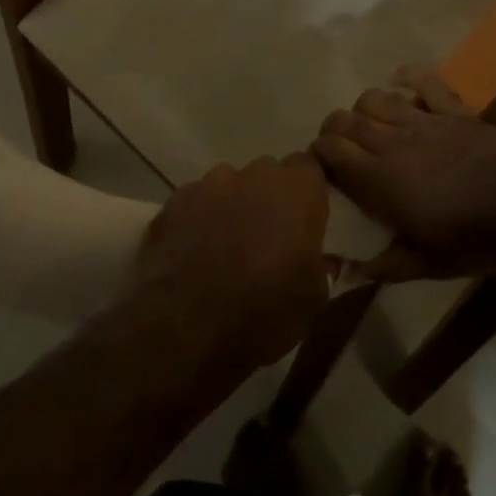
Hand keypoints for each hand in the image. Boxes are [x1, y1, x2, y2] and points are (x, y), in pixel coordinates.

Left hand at [134, 154, 330, 370]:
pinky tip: (193, 253)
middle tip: (267, 237)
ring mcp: (211, 183)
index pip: (310, 167)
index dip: (307, 192)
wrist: (185, 328)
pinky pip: (196, 202)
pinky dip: (199, 220)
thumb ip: (320, 265)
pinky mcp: (175, 200)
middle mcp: (255, 175)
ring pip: (229, 185)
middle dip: (269, 198)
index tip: (305, 219)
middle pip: (268, 174)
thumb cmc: (262, 313)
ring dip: (232, 207)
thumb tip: (318, 256)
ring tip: (225, 247)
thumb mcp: (313, 300)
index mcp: (297, 191)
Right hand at [313, 67, 495, 280]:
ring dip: (363, 108)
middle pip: (346, 120)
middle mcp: (392, 142)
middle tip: (337, 146)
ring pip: (376, 98)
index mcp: (380, 180)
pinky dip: (408, 78)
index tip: (319, 166)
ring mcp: (423, 120)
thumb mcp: (427, 264)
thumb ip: (383, 266)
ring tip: (368, 122)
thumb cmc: (475, 239)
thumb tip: (345, 274)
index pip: (331, 151)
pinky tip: (400, 81)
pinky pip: (424, 82)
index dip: (317, 153)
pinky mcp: (452, 109)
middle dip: (333, 129)